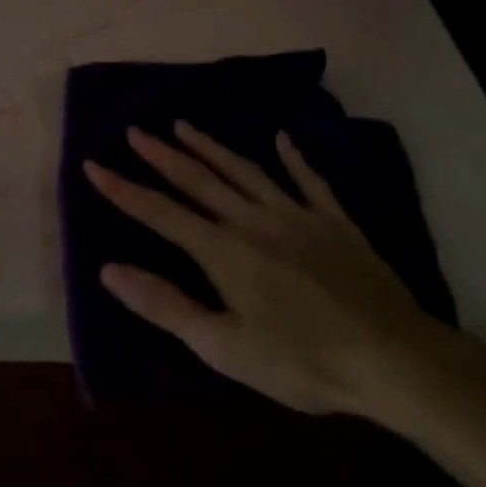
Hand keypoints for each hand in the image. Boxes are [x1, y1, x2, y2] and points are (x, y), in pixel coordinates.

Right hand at [84, 123, 485, 430]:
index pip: (160, 213)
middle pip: (199, 180)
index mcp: (224, 251)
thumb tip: (109, 270)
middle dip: (161, 155)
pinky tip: (282, 139)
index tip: (93, 165)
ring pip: (245, 170)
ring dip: (211, 147)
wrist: (392, 358)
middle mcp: (254, 220)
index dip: (123, 190)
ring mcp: (298, 215)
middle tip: (135, 131)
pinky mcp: (335, 221)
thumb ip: (165, 305)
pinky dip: (294, 157)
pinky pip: (309, 180)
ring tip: (183, 125)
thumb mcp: (223, 346)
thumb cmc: (301, 361)